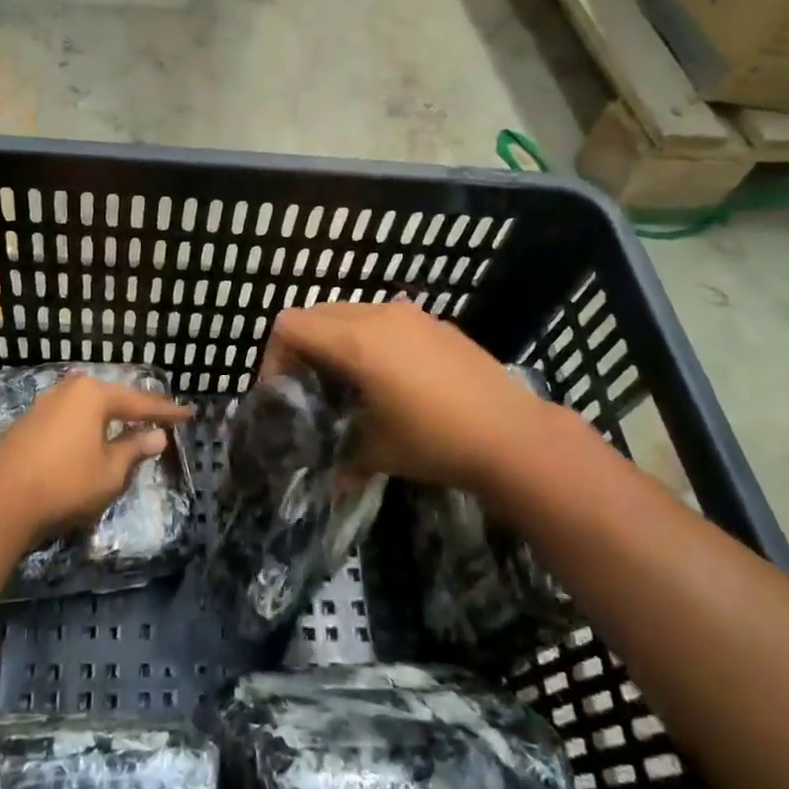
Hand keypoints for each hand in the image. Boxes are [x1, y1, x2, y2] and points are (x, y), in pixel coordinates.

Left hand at [0, 375, 192, 543]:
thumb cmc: (64, 483)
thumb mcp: (110, 471)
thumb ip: (135, 450)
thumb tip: (157, 435)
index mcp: (94, 394)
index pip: (140, 403)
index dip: (166, 412)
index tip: (189, 414)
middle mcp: (69, 390)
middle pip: (112, 399)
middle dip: (136, 410)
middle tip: (160, 419)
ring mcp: (45, 405)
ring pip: (89, 409)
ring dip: (110, 420)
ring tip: (131, 428)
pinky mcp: (28, 424)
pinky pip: (70, 420)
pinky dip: (88, 429)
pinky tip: (94, 440)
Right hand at [261, 300, 556, 496]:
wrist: (514, 436)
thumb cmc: (435, 441)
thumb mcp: (376, 451)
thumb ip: (340, 454)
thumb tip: (330, 475)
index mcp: (355, 340)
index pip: (290, 325)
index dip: (274, 356)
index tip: (284, 393)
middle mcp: (379, 315)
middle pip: (317, 314)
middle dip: (304, 348)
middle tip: (311, 389)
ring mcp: (412, 315)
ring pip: (352, 313)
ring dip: (338, 342)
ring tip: (351, 386)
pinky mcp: (437, 324)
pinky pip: (386, 321)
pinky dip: (371, 340)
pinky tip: (392, 381)